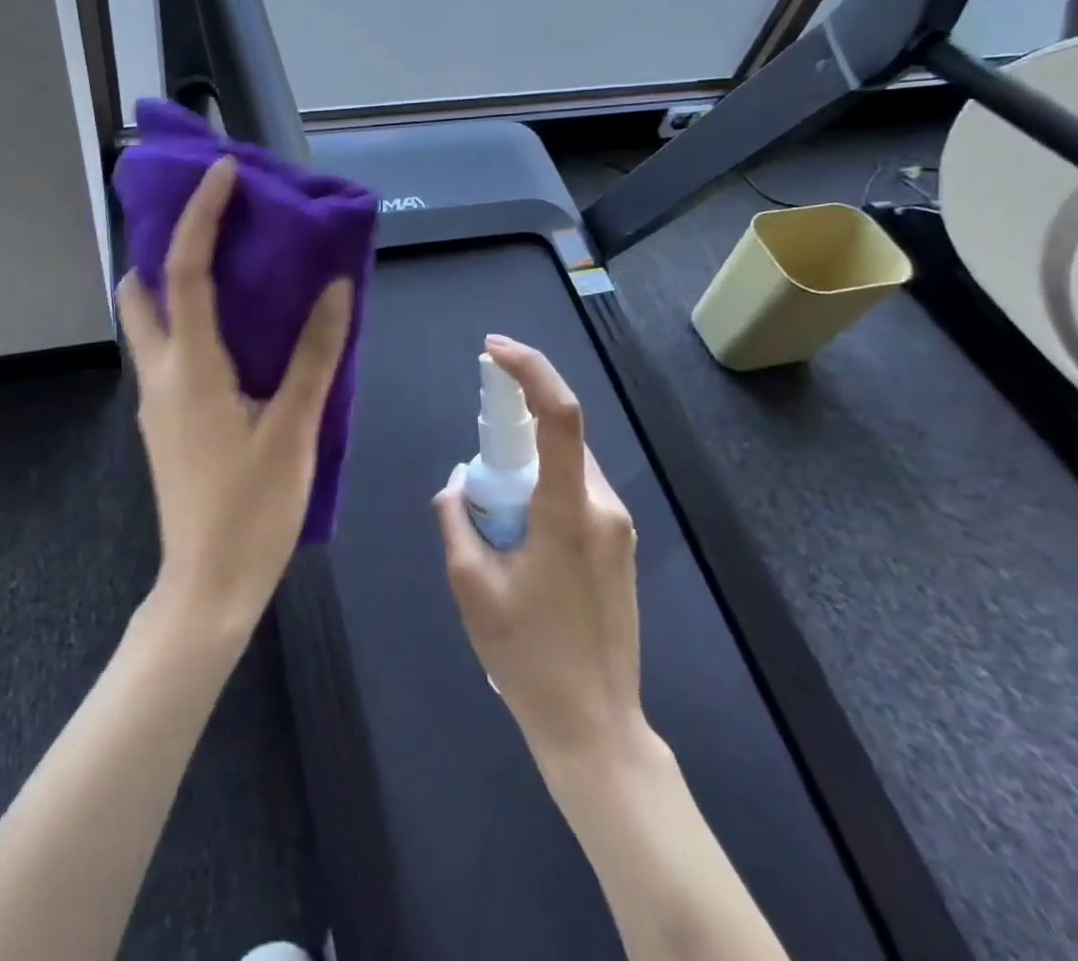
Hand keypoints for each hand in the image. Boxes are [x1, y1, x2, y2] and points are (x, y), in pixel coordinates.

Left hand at [117, 157, 354, 632]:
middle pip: (140, 291)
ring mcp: (156, 400)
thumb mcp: (294, 428)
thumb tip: (335, 289)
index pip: (185, 271)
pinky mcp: (165, 422)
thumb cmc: (253, 508)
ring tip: (229, 270)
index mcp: (191, 367)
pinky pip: (168, 352)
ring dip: (174, 286)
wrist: (207, 587)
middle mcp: (161, 373)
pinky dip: (188, 322)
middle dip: (163, 247)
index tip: (222, 173)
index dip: (200, 215)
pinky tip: (234, 335)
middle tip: (213, 226)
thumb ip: (314, 355)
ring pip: (149, 323)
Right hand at [433, 335, 650, 774]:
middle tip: (475, 458)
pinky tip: (518, 534)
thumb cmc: (527, 655)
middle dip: (513, 429)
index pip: (559, 415)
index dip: (529, 370)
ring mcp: (619, 527)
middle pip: (560, 437)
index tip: (492, 350)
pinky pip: (577, 492)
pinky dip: (542, 489)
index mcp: (569, 512)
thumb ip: (457, 516)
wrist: (595, 727)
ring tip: (492, 517)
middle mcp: (604, 507)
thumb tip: (461, 479)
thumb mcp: (470, 583)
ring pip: (567, 465)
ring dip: (526, 466)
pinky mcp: (620, 545)